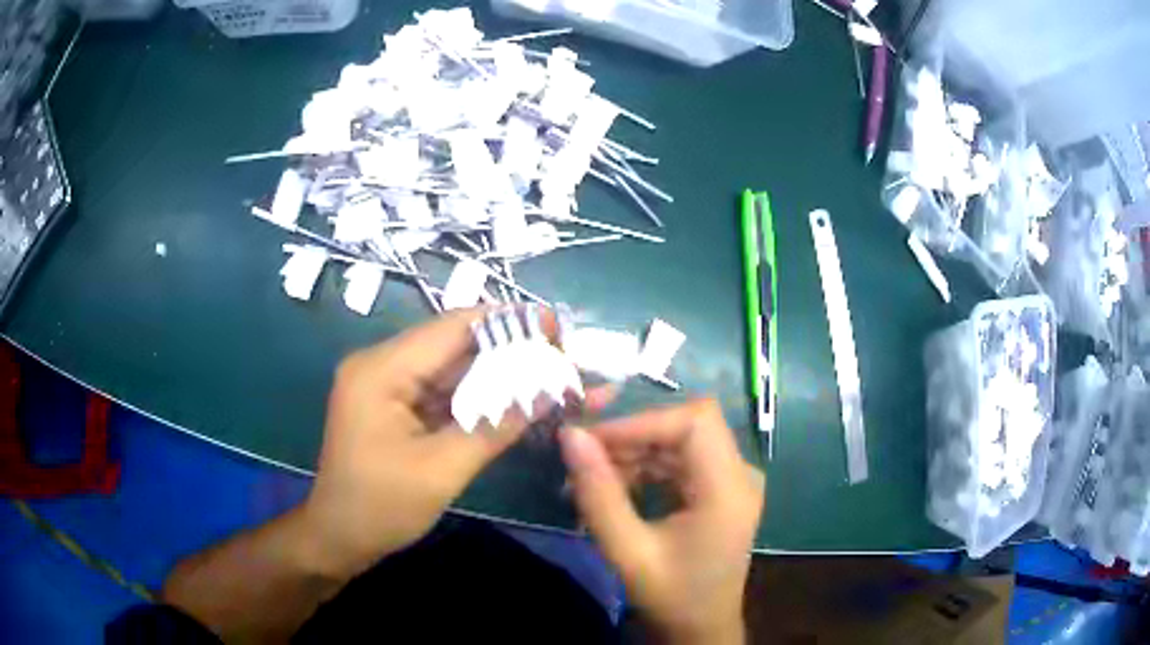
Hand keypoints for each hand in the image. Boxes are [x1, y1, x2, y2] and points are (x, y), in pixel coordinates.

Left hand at [301, 308, 538, 578]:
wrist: (339, 538)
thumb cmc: (381, 507)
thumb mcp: (442, 470)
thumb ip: (496, 427)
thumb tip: (550, 393)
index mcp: (381, 370)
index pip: (451, 328)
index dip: (507, 322)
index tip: (556, 326)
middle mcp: (380, 365)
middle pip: (452, 344)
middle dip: (507, 350)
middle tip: (559, 356)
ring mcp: (385, 385)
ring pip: (449, 368)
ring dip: (495, 373)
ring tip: (546, 374)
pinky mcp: (393, 405)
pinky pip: (440, 391)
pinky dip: (476, 396)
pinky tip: (512, 398)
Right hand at [560, 399, 764, 644]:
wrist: (700, 627)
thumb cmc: (670, 595)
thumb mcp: (627, 551)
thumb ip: (598, 493)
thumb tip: (571, 436)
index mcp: (730, 488)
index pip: (695, 421)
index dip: (642, 421)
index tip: (592, 440)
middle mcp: (741, 474)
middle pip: (687, 427)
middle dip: (632, 437)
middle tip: (584, 458)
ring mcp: (733, 480)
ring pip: (680, 441)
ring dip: (634, 453)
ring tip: (591, 478)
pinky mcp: (721, 489)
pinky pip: (681, 461)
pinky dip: (646, 468)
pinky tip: (615, 488)